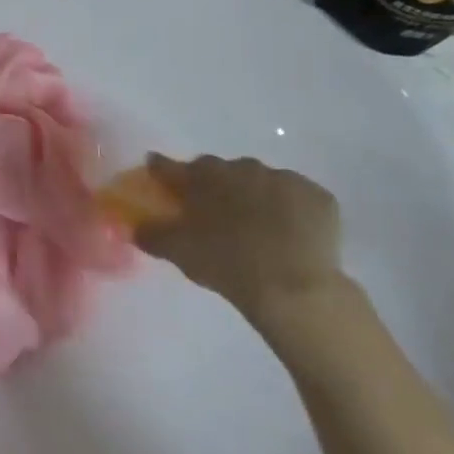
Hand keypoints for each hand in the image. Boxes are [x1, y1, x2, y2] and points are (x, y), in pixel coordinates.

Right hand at [131, 155, 343, 324]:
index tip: (156, 173)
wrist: (294, 286)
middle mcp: (240, 167)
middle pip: (219, 171)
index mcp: (202, 176)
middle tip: (214, 213)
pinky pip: (296, 197)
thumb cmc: (226, 263)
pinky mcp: (318, 196)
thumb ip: (151, 233)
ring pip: (260, 181)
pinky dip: (290, 209)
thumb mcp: (177, 252)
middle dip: (214, 186)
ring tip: (256, 227)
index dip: (161, 170)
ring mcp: (283, 178)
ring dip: (254, 196)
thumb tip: (134, 226)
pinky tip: (290, 233)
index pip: (170, 166)